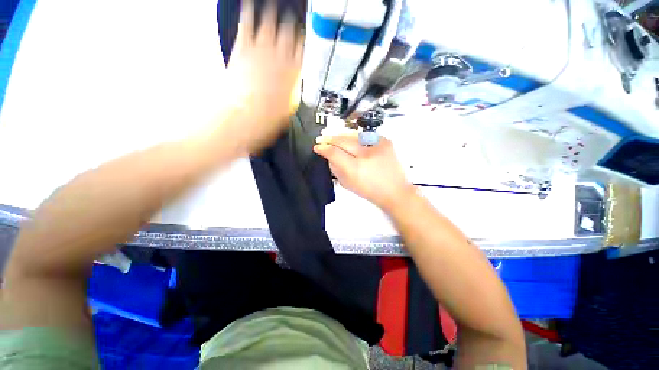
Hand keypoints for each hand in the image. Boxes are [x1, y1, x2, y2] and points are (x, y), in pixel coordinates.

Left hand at [226, 0, 303, 151]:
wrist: (244, 118)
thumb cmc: (267, 119)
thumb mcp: (287, 110)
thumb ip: (291, 93)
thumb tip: (292, 87)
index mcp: (294, 75)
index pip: (303, 51)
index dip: (304, 40)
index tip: (304, 34)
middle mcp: (280, 58)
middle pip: (289, 32)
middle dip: (290, 22)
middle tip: (291, 15)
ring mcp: (261, 51)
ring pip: (270, 23)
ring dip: (273, 12)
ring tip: (274, 4)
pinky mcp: (242, 48)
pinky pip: (246, 23)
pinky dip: (247, 11)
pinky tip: (249, 4)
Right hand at [314, 133, 415, 210]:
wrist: (395, 191)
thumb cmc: (370, 191)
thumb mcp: (348, 184)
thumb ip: (336, 169)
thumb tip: (328, 156)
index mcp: (356, 168)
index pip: (334, 152)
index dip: (323, 148)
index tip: (317, 147)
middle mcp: (366, 154)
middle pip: (342, 140)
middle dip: (330, 138)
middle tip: (321, 138)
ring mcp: (377, 145)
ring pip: (353, 135)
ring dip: (341, 136)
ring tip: (333, 137)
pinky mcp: (385, 141)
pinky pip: (365, 135)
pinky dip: (355, 137)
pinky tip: (350, 140)